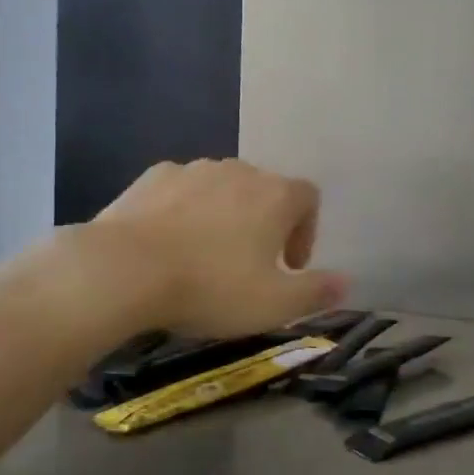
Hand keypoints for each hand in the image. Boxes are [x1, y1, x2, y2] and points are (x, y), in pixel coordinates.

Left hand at [90, 159, 347, 338]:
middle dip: (265, 223)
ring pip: (222, 188)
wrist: (126, 269)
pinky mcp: (153, 176)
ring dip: (225, 215)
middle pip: (265, 190)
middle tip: (250, 265)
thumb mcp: (274, 305)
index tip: (290, 266)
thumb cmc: (211, 287)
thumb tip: (347, 282)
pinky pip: (182, 190)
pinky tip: (169, 242)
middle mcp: (239, 171)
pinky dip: (185, 210)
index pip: (309, 198)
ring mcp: (193, 169)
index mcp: (276, 195)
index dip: (307, 231)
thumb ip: (317, 292)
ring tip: (206, 255)